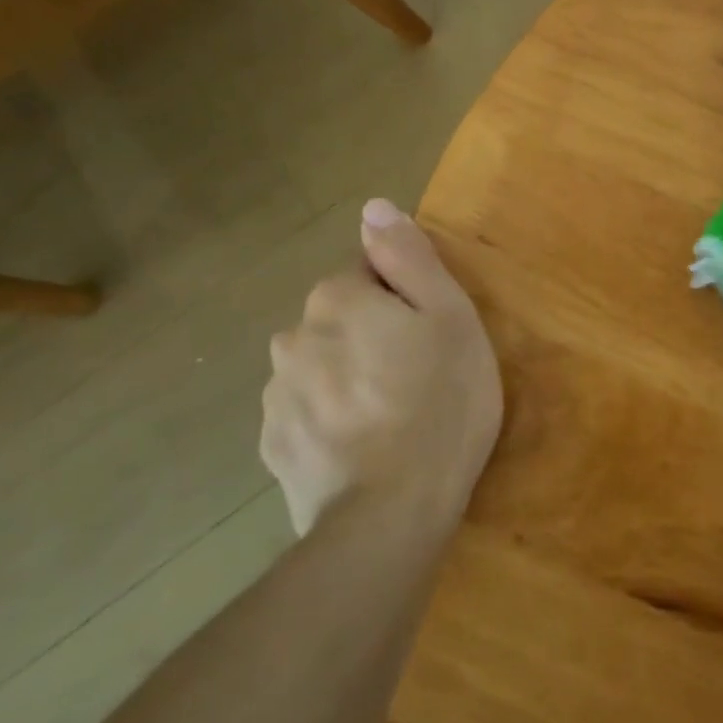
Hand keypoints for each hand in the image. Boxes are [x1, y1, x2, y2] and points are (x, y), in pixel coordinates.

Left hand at [261, 199, 502, 535]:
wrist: (391, 515)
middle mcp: (293, 337)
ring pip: (321, 369)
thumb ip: (408, 257)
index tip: (429, 339)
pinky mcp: (273, 448)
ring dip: (348, 381)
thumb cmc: (439, 403)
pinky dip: (330, 424)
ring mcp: (276, 396)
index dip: (404, 303)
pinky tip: (363, 451)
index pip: (368, 276)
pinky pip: (307, 416)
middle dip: (371, 339)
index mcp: (337, 299)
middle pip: (340, 322)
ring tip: (391, 421)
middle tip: (418, 381)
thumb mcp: (450, 317)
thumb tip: (373, 207)